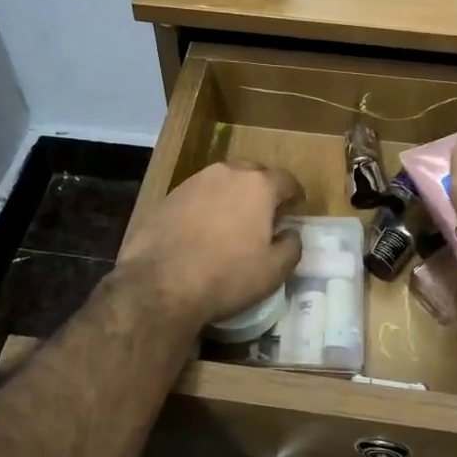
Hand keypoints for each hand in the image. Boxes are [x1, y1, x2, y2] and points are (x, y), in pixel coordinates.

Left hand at [114, 162, 303, 334]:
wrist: (160, 284)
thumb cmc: (227, 276)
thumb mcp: (274, 271)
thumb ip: (291, 246)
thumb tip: (291, 233)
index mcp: (258, 186)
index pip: (286, 180)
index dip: (294, 193)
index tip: (297, 206)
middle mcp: (227, 173)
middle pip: (253, 172)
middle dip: (262, 188)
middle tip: (265, 212)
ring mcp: (194, 182)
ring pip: (222, 181)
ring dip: (232, 194)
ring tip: (232, 220)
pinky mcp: (169, 196)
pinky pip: (198, 194)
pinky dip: (206, 205)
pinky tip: (203, 229)